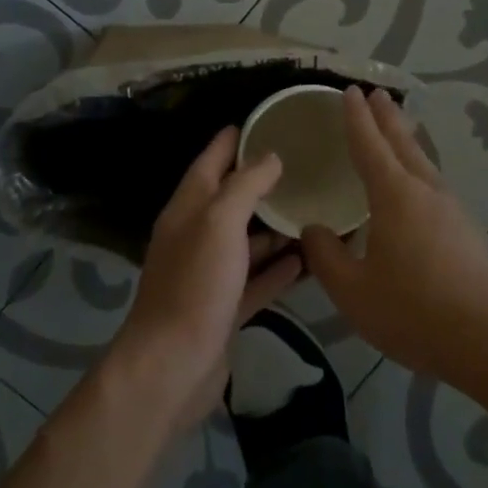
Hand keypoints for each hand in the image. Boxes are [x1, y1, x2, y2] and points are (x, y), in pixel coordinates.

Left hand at [112, 127, 303, 429]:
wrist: (172, 366)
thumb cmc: (194, 285)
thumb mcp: (219, 223)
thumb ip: (244, 186)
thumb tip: (270, 156)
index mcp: (188, 209)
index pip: (210, 161)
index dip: (233, 140)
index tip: (264, 121)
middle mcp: (196, 236)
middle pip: (231, 200)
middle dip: (262, 182)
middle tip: (304, 165)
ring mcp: (210, 274)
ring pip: (247, 241)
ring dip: (275, 228)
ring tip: (315, 209)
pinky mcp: (225, 307)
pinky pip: (256, 280)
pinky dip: (279, 270)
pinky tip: (308, 260)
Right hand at [302, 87, 487, 387]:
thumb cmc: (413, 311)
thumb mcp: (352, 291)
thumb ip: (326, 257)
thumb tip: (313, 231)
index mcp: (395, 196)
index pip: (370, 146)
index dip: (357, 118)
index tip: (350, 91)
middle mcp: (426, 192)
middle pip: (403, 144)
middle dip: (387, 117)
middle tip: (376, 93)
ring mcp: (452, 210)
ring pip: (424, 162)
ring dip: (406, 140)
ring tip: (397, 128)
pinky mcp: (468, 231)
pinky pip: (435, 184)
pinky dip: (419, 167)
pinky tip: (417, 185)